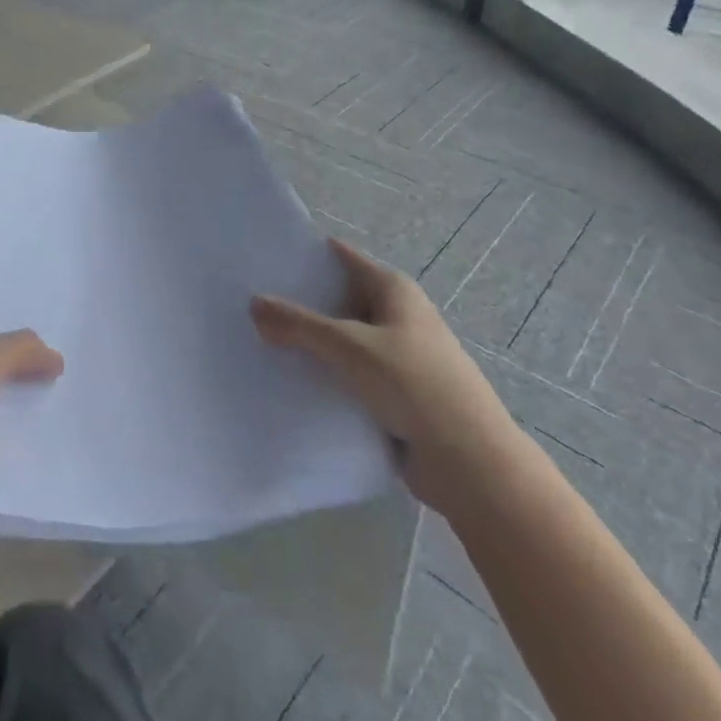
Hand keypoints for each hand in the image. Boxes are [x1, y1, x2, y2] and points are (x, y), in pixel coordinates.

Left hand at [0, 313, 61, 560]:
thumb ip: (20, 349)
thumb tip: (55, 358)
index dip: (5, 308)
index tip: (49, 305)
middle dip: (30, 361)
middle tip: (79, 352)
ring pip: (4, 410)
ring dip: (34, 408)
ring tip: (83, 396)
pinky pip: (5, 456)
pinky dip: (29, 452)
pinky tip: (68, 441)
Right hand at [252, 239, 526, 518]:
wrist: (471, 465)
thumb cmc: (415, 386)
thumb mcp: (350, 347)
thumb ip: (300, 324)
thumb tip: (254, 304)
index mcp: (393, 289)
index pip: (340, 257)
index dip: (304, 255)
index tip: (262, 259)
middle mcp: (396, 314)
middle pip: (337, 298)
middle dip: (299, 302)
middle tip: (248, 303)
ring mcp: (396, 355)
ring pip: (341, 339)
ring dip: (309, 342)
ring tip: (259, 341)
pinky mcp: (393, 392)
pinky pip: (348, 373)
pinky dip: (324, 373)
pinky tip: (289, 380)